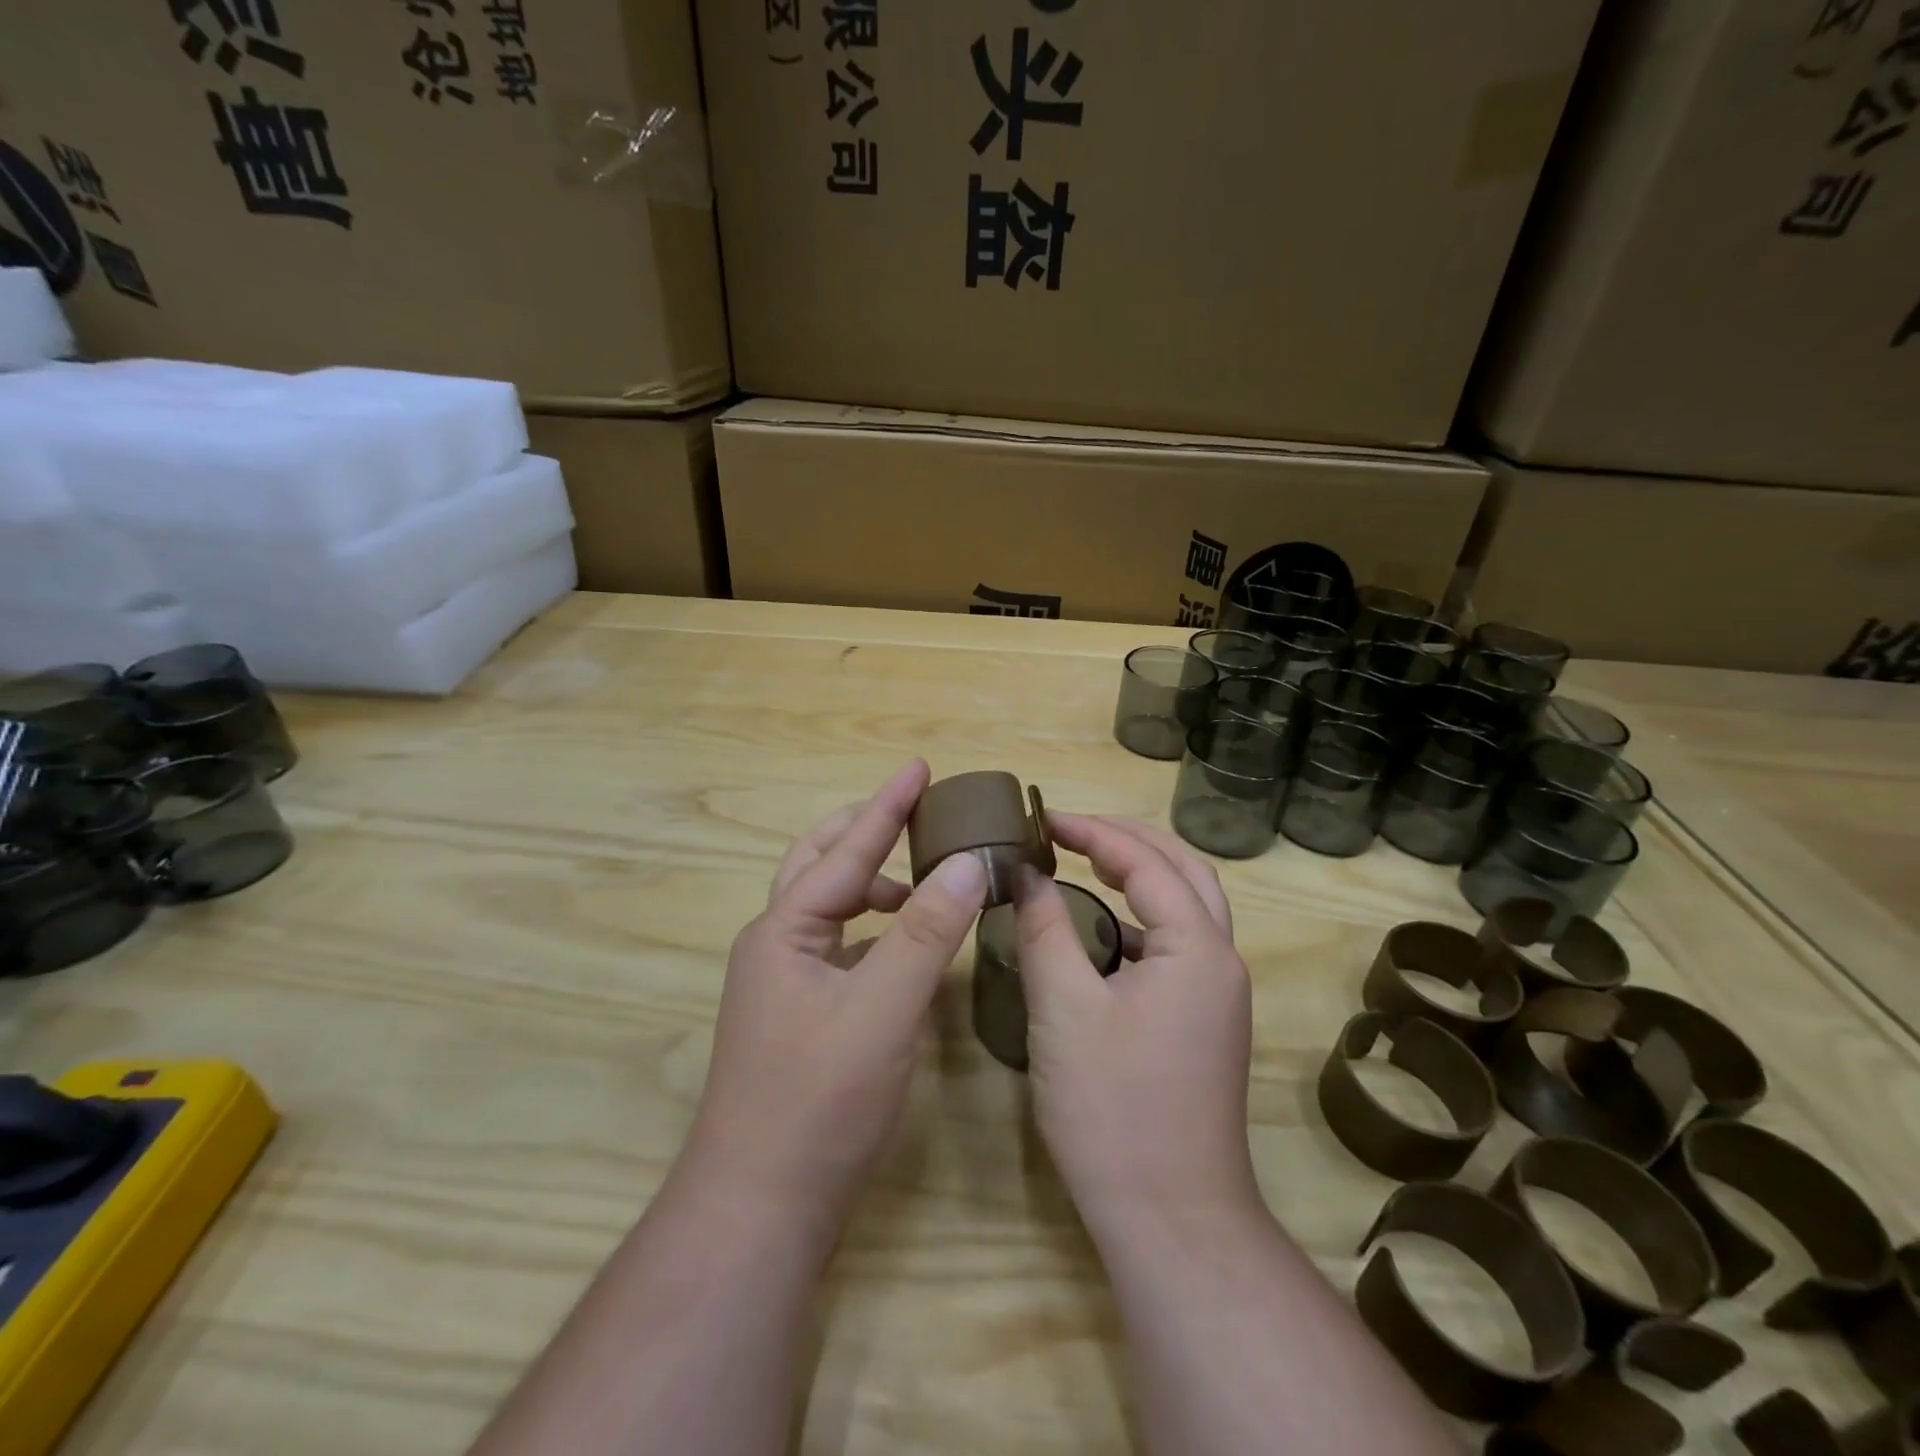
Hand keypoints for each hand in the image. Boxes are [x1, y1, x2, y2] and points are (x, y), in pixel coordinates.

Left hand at [679, 760, 988, 1235]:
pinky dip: (873, 925)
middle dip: (864, 831)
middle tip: (912, 810)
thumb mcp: (882, 1010)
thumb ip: (925, 933)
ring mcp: (784, 982)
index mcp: (784, 931)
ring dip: (869, 879)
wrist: (761, 1208)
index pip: (846, 852)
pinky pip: (840, 944)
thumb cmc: (819, 1102)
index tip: (919, 766)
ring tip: (920, 875)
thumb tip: (967, 862)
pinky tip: (903, 941)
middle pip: (819, 864)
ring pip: (828, 906)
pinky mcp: (801, 1014)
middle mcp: (776, 945)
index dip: (887, 807)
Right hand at [1013, 814, 1257, 1230]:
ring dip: (1141, 875)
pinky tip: (1100, 932)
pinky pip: (1176, 946)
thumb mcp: (1063, 1007)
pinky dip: (1140, 919)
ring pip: (1187, 907)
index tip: (1042, 820)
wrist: (1171, 1221)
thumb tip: (1026, 874)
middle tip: (1073, 829)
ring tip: (1086, 862)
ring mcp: (1217, 996)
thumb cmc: (1113, 1108)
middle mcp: (1220, 961)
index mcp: (1198, 948)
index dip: (1093, 832)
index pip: (1146, 862)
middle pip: (1184, 870)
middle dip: (1129, 840)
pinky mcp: (1203, 1024)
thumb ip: (1044, 928)